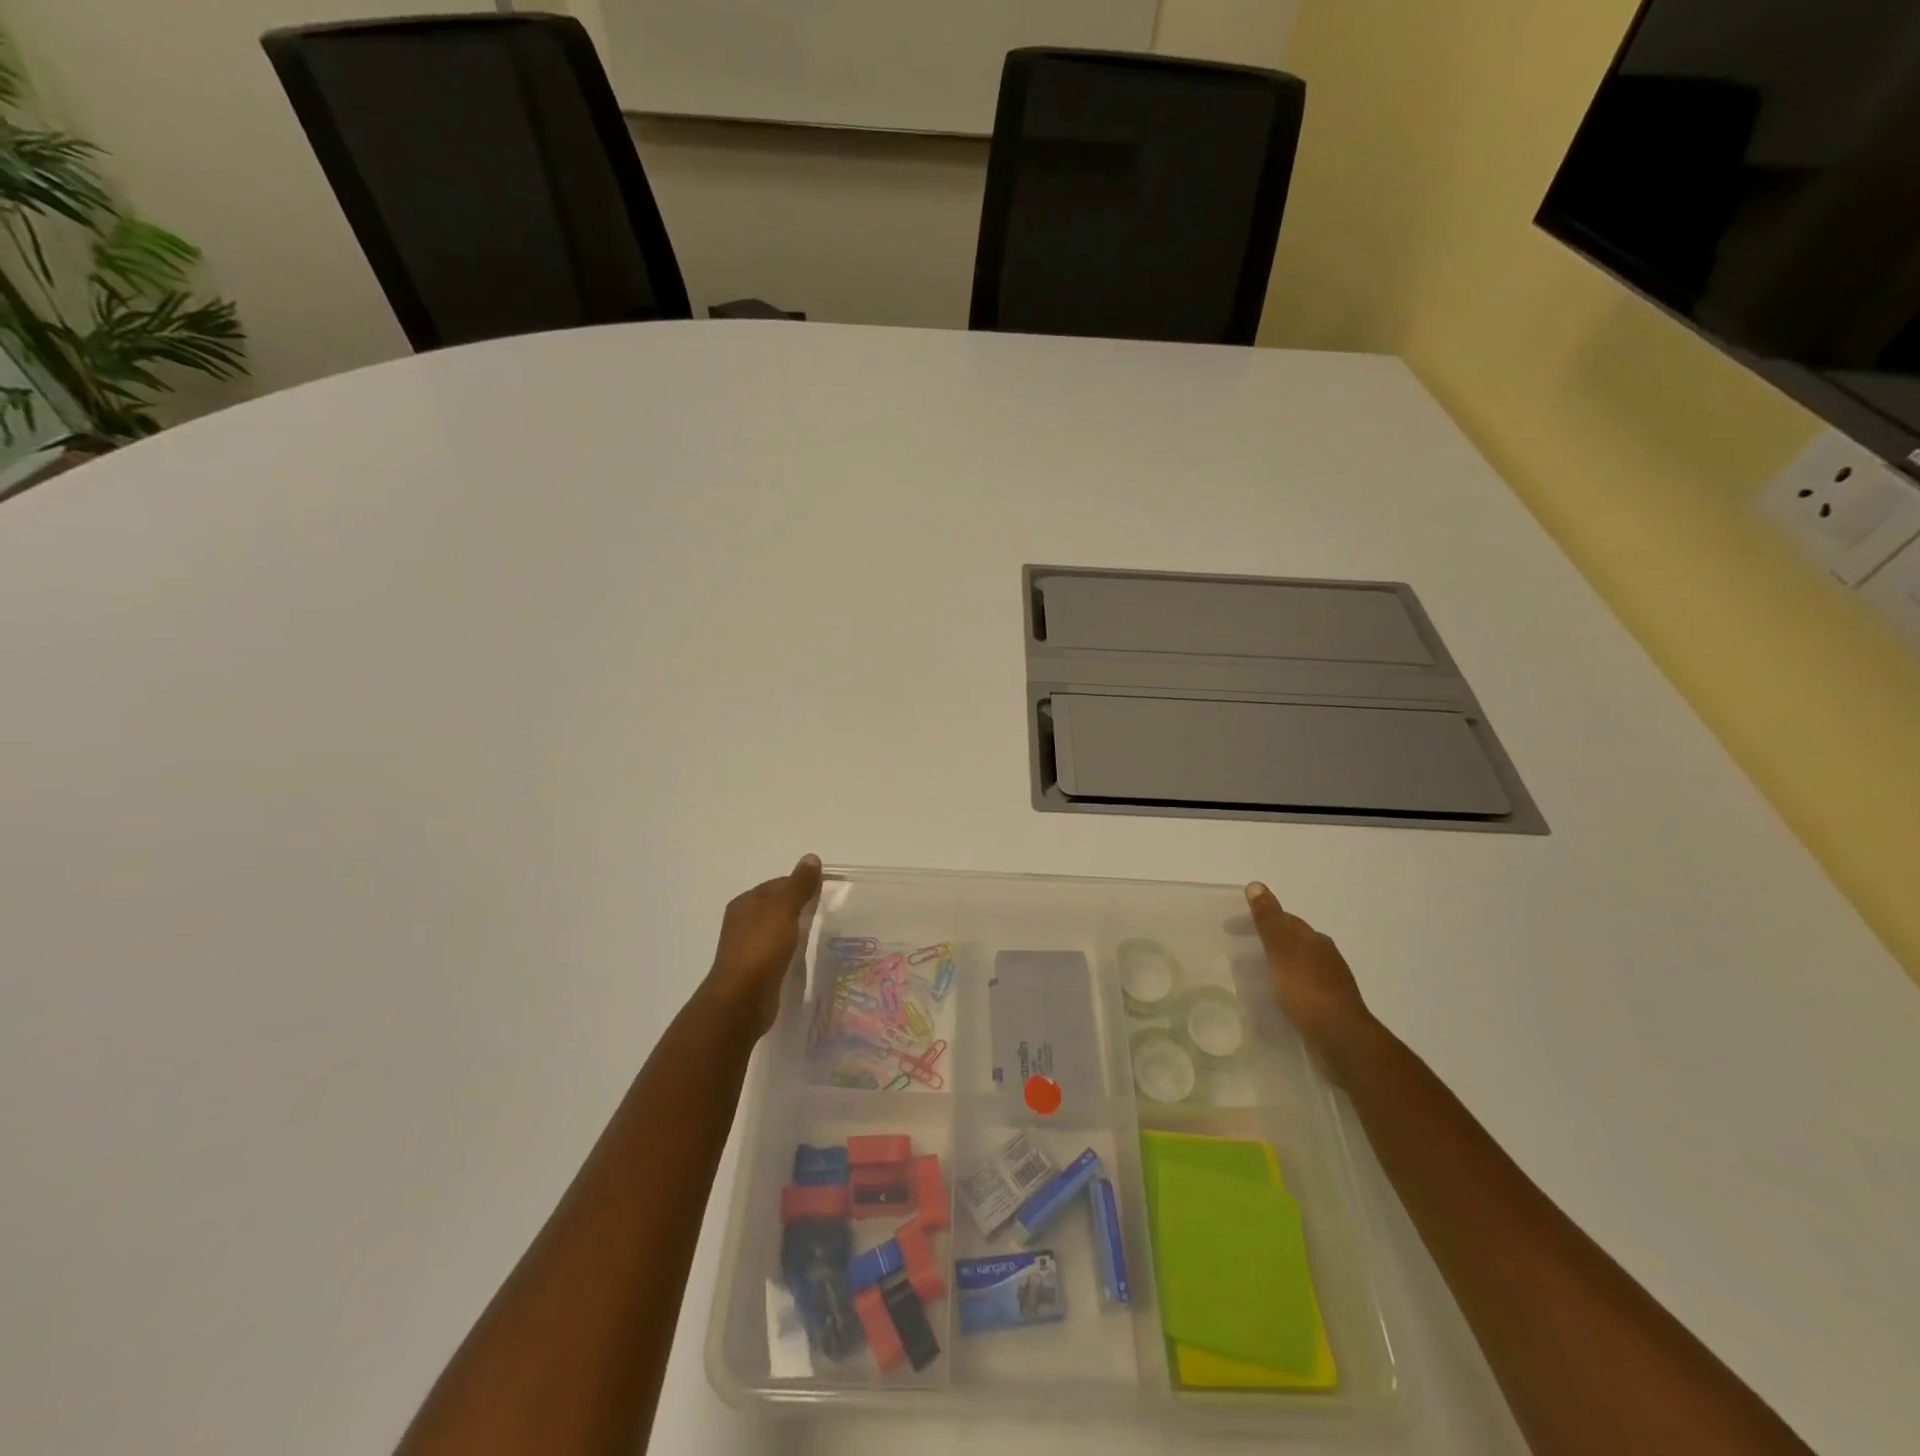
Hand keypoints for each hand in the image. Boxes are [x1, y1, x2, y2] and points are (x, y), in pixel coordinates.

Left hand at [700, 854, 823, 1039]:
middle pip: (777, 906)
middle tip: (827, 911)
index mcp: (746, 903)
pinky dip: (791, 949)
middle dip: (799, 906)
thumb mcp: (783, 910)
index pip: (778, 884)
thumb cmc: (761, 948)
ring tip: (821, 932)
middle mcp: (743, 922)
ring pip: (777, 930)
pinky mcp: (756, 970)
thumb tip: (811, 857)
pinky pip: (777, 951)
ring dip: (796, 929)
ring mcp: (748, 947)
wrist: (742, 1000)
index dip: (801, 884)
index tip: (825, 891)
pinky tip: (805, 954)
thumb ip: (798, 885)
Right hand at [1245, 881, 1376, 1078]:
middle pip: (1291, 942)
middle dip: (1265, 943)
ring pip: (1294, 967)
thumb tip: (1256, 885)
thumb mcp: (1281, 949)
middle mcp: (1325, 957)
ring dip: (1273, 966)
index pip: (1284, 920)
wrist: (1341, 1040)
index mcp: (1315, 940)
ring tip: (1247, 977)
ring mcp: (1329, 985)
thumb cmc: (1306, 989)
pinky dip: (1282, 987)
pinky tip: (1271, 999)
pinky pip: (1299, 990)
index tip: (1230, 927)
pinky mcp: (1328, 1009)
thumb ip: (1268, 919)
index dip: (1257, 919)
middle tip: (1235, 951)